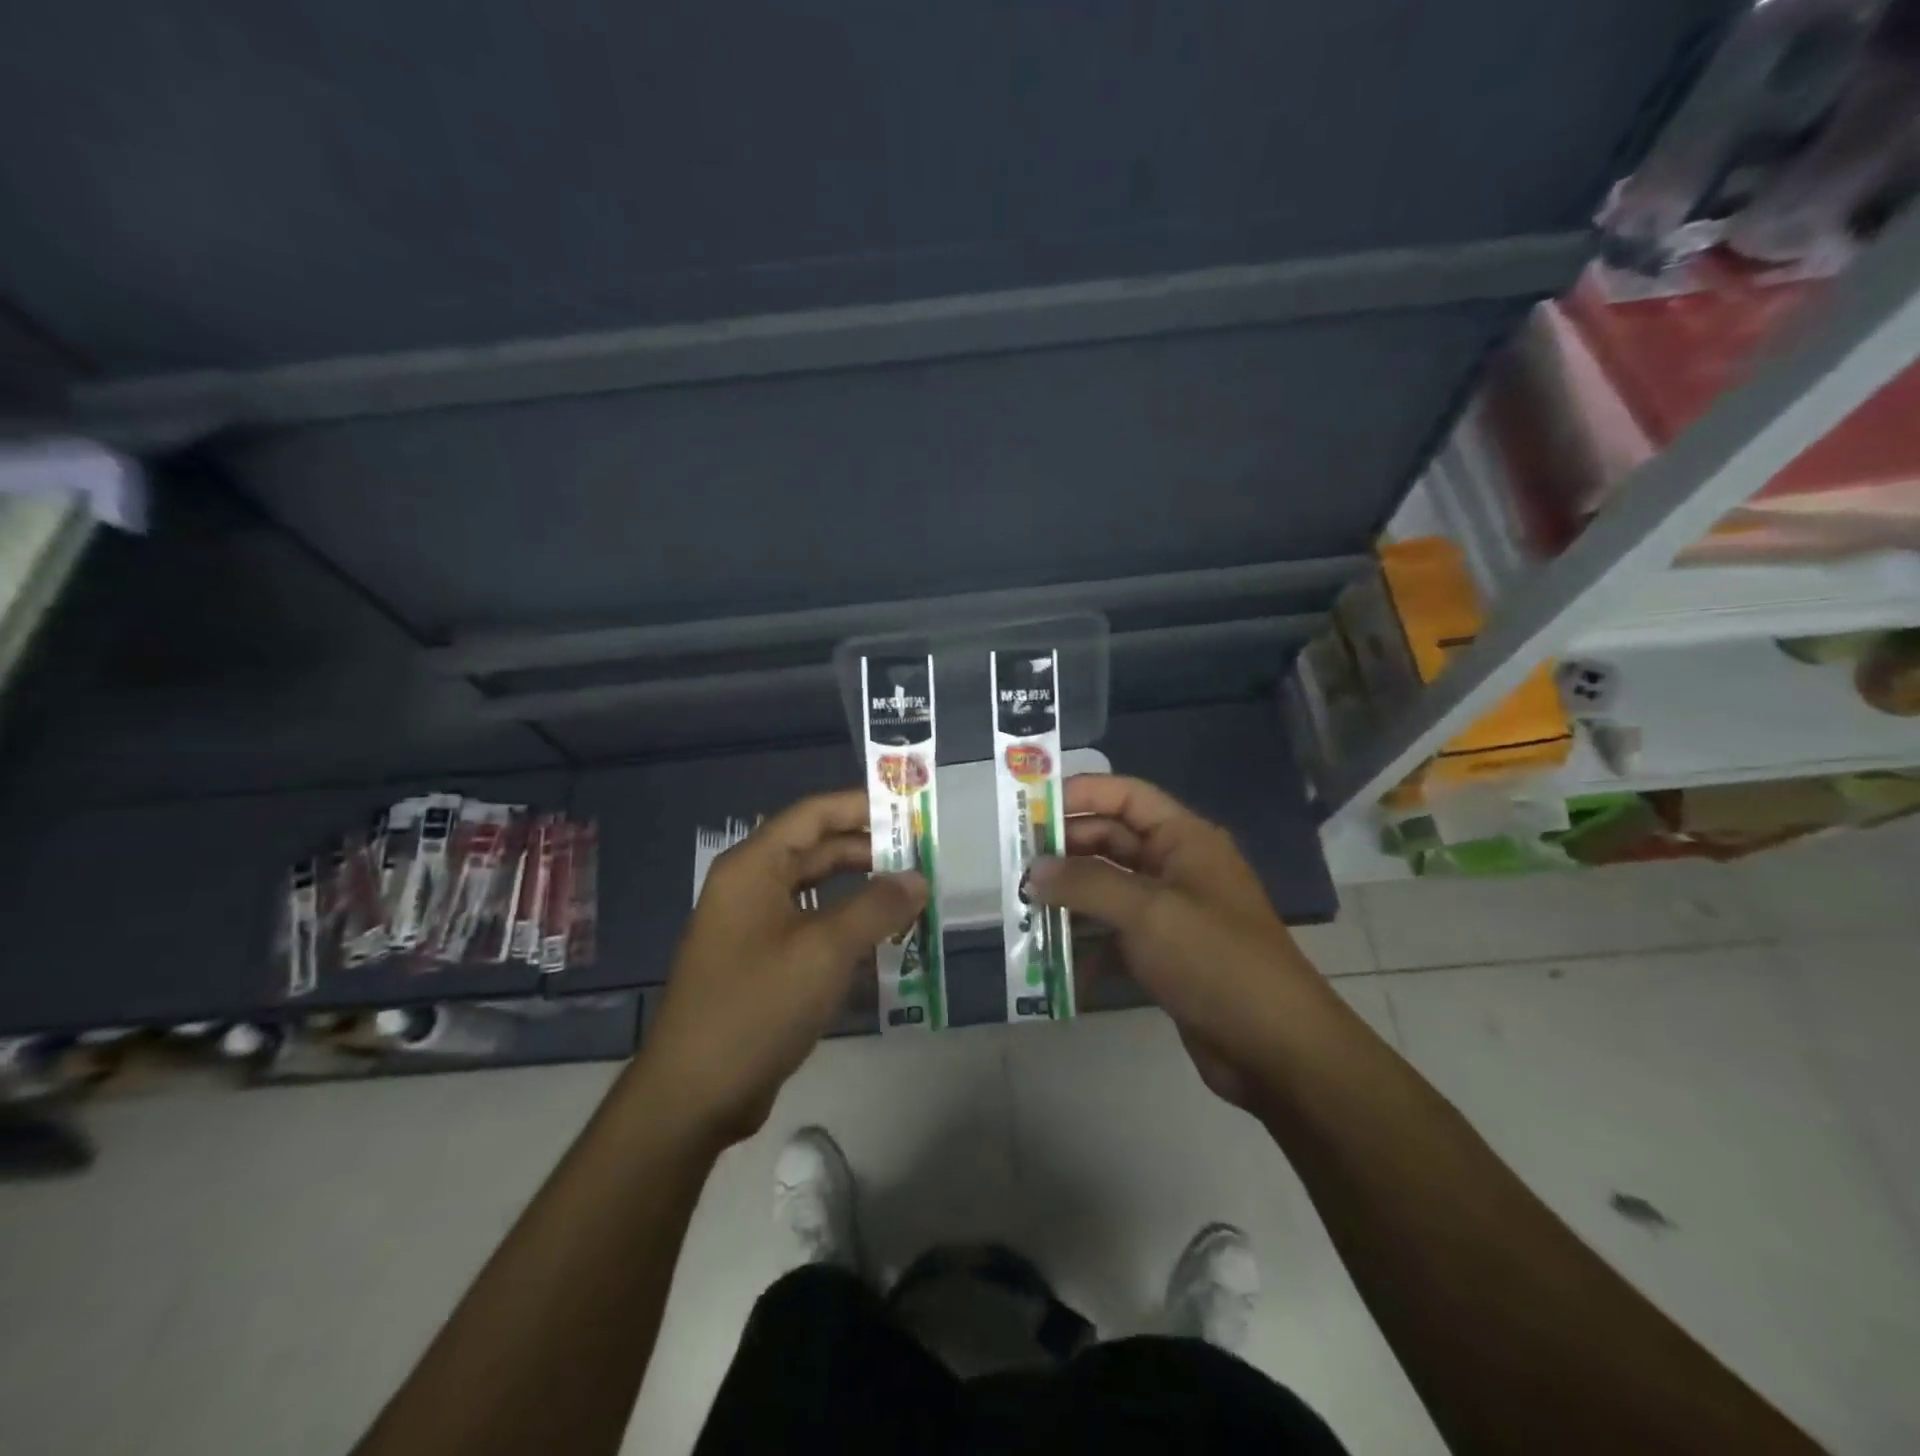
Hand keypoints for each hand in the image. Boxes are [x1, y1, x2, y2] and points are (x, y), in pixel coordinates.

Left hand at [634, 790, 925, 1149]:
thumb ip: (877, 907)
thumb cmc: (758, 1005)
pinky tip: (882, 941)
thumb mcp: (826, 950)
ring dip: (862, 892)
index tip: (910, 812)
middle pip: (817, 850)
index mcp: (755, 866)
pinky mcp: (761, 962)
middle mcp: (750, 886)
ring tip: (911, 898)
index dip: (863, 806)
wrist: (695, 1094)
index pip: (814, 814)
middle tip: (923, 860)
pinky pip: (811, 927)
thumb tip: (918, 879)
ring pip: (817, 891)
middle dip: (870, 851)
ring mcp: (753, 926)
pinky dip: (846, 927)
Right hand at [1028, 774, 1331, 1111]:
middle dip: (1066, 851)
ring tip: (1024, 907)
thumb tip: (1033, 871)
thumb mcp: (1146, 912)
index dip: (1080, 794)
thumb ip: (1084, 884)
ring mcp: (1171, 911)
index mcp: (1184, 839)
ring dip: (1070, 897)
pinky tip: (1055, 960)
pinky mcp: (1165, 953)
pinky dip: (1087, 943)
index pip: (1125, 796)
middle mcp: (1177, 866)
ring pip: (1109, 888)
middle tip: (1016, 865)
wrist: (1276, 1048)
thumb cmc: (1214, 960)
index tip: (1030, 809)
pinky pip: (1115, 933)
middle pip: (1112, 841)